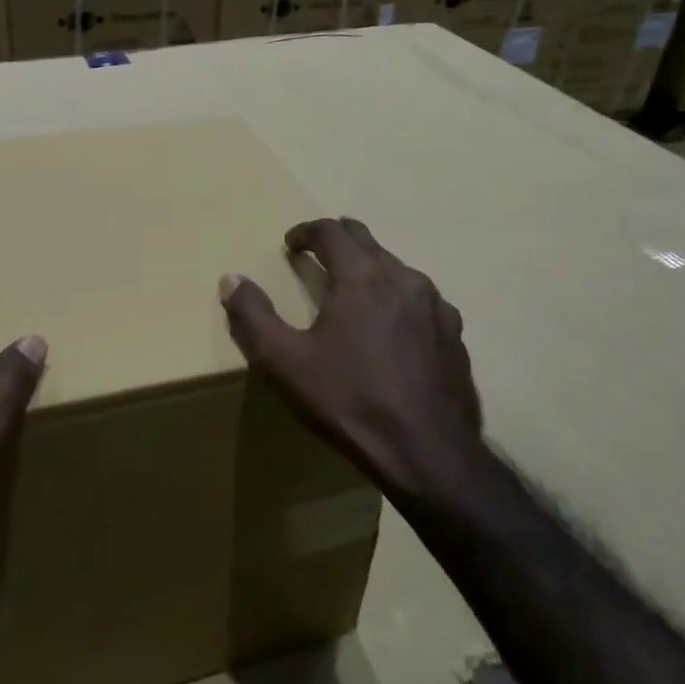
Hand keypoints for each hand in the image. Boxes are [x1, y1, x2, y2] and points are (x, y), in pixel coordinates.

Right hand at [220, 218, 489, 526]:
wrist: (427, 452)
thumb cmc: (349, 401)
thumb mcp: (284, 362)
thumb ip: (253, 316)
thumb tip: (231, 279)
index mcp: (362, 277)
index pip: (331, 231)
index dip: (305, 231)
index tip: (290, 244)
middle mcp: (403, 278)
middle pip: (367, 240)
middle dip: (338, 240)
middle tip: (317, 254)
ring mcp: (436, 305)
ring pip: (396, 267)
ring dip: (369, 268)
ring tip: (352, 290)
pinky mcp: (453, 333)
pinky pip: (420, 298)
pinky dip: (397, 297)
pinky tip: (391, 326)